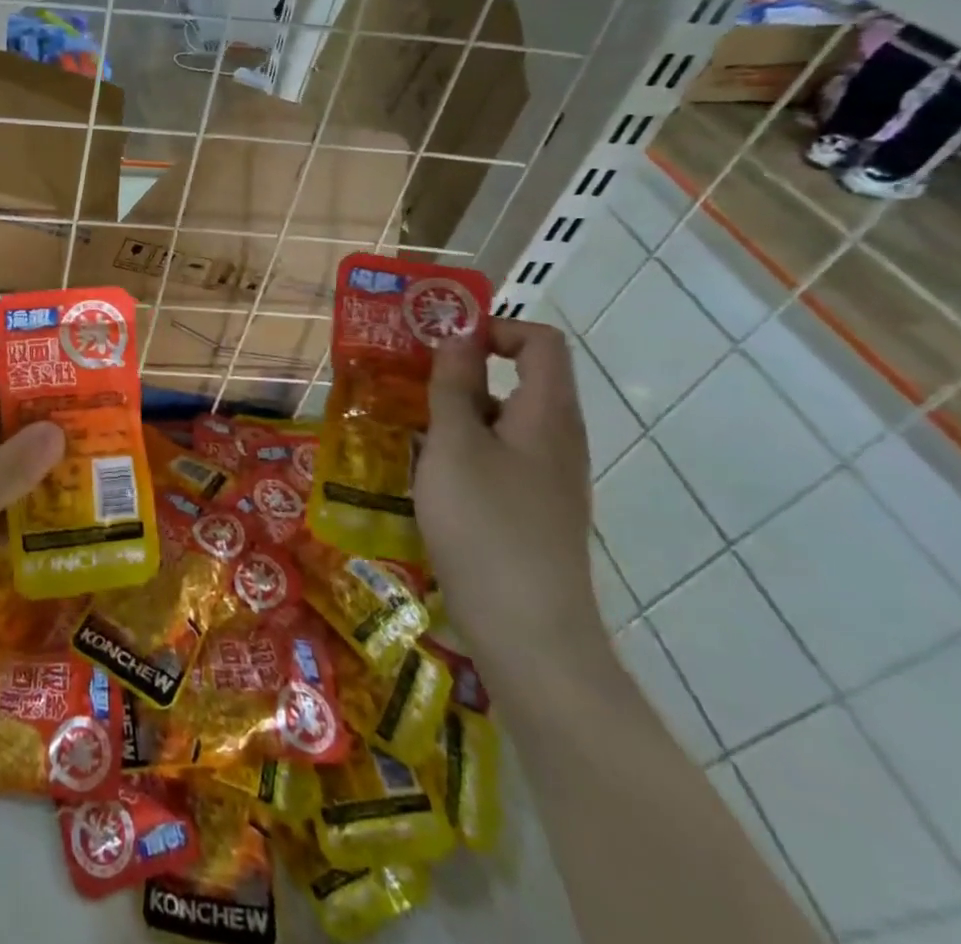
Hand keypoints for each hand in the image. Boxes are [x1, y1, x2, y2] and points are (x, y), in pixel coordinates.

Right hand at [413, 320, 606, 680]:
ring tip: (403, 429)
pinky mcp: (531, 512)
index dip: (494, 329)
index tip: (441, 344)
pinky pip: (497, 460)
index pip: (540, 342)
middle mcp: (556, 440)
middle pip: (518, 380)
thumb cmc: (486, 523)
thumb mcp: (455, 444)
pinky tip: (424, 476)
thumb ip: (454, 385)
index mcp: (547, 414)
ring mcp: (547, 480)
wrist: (529, 632)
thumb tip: (458, 336)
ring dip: (454, 415)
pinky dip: (461, 452)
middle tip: (406, 382)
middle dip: (460, 373)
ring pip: (501, 423)